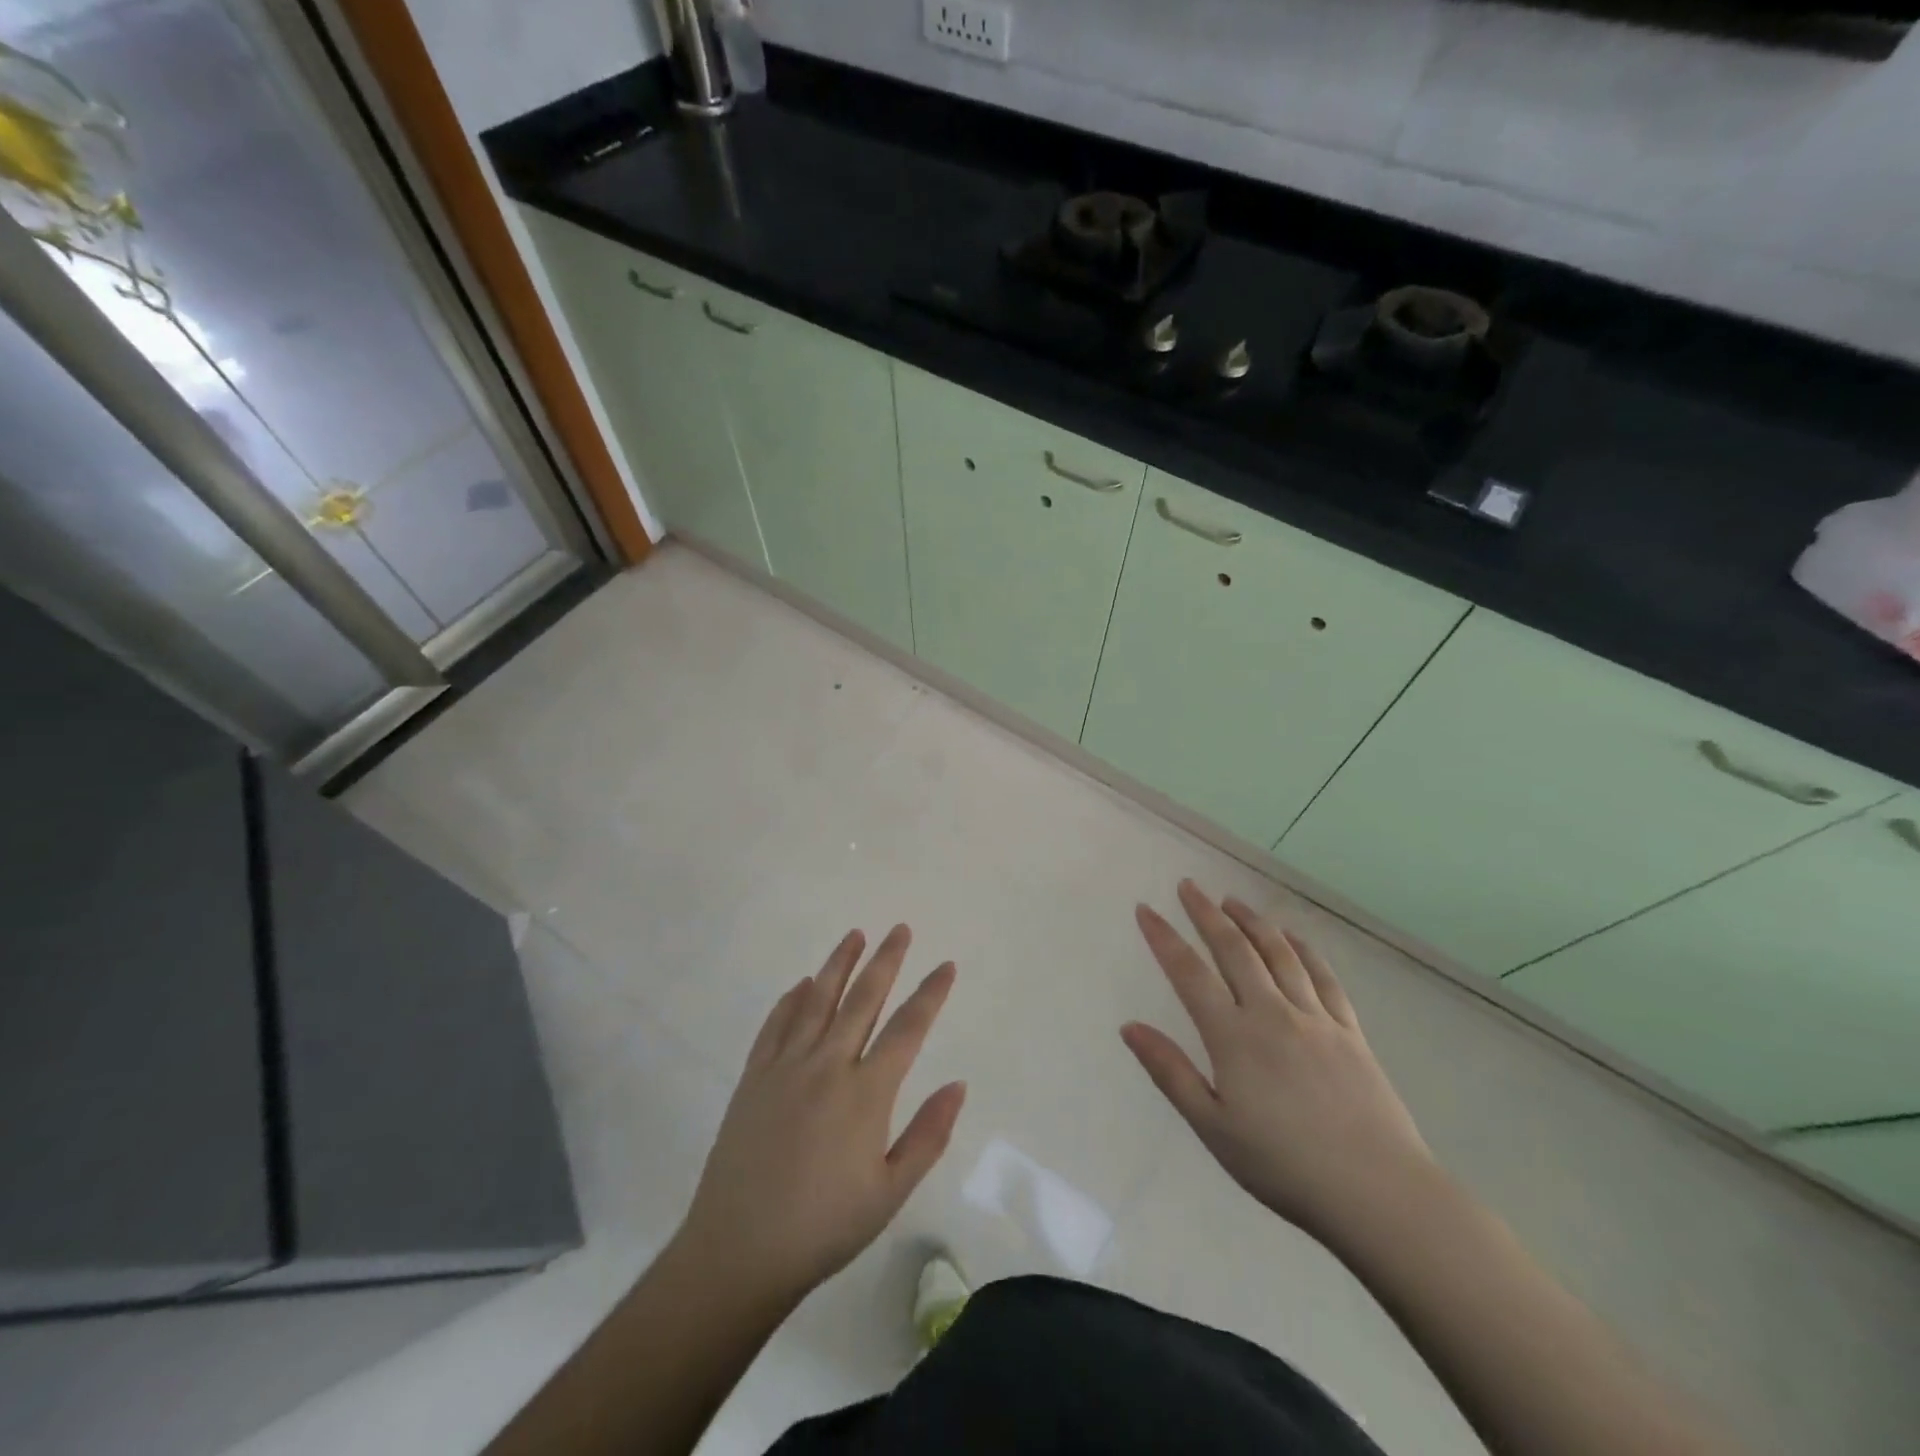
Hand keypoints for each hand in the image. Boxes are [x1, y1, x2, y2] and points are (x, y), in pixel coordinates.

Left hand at [677, 925, 966, 1303]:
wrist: (739, 1251)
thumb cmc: (825, 1227)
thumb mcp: (890, 1192)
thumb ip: (928, 1134)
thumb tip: (958, 1083)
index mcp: (866, 1092)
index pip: (908, 1029)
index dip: (930, 994)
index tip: (946, 965)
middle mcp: (827, 1065)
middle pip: (863, 999)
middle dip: (886, 960)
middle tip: (900, 929)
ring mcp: (786, 1066)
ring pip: (817, 1000)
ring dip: (838, 964)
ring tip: (855, 935)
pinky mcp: (754, 1077)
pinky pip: (775, 1024)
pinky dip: (791, 999)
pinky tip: (802, 984)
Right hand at [1122, 880, 1434, 1247]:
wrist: (1378, 1193)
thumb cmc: (1284, 1166)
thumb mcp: (1213, 1128)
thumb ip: (1170, 1072)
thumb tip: (1129, 1026)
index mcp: (1233, 1037)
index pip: (1189, 973)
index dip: (1164, 938)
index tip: (1146, 909)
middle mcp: (1271, 1013)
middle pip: (1233, 949)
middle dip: (1206, 913)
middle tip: (1189, 886)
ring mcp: (1315, 1018)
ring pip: (1278, 953)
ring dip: (1252, 921)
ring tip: (1232, 900)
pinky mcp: (1350, 1030)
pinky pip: (1323, 976)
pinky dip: (1303, 949)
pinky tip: (1291, 937)